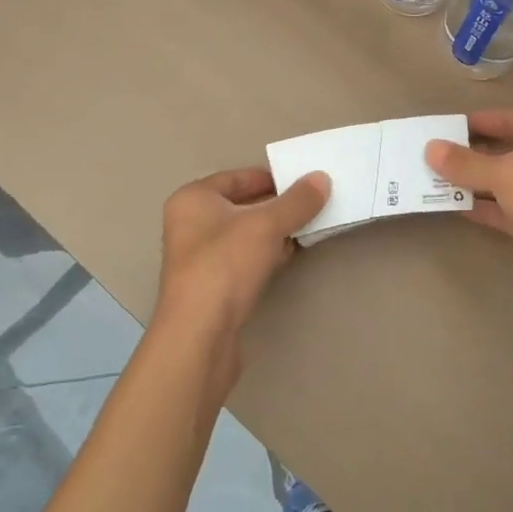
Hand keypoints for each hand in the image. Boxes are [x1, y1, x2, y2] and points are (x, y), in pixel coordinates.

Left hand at [153, 166, 329, 368]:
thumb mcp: (266, 225)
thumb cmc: (225, 265)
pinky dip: (265, 254)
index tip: (305, 182)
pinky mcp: (211, 287)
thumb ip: (296, 201)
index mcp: (193, 199)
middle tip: (313, 205)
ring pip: (244, 234)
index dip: (272, 177)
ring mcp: (199, 258)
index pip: (238, 177)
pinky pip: (244, 259)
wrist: (199, 335)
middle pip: (242, 205)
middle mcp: (190, 224)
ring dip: (274, 231)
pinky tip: (288, 257)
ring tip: (307, 228)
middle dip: (277, 205)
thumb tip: (322, 178)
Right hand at [427, 108, 512, 318]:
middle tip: (426, 156)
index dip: (470, 123)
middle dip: (465, 153)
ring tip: (427, 178)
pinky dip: (476, 205)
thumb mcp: (505, 174)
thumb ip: (465, 163)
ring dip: (467, 181)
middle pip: (498, 148)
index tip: (437, 129)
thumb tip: (430, 149)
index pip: (502, 118)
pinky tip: (447, 204)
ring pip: (496, 179)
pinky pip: (498, 207)